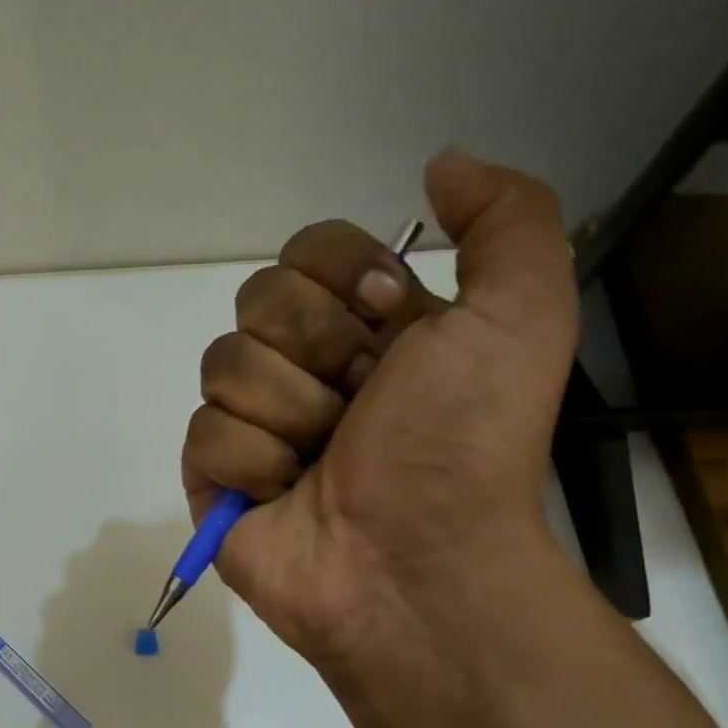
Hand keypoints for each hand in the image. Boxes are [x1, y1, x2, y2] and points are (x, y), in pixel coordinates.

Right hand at [180, 152, 577, 669]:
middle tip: (360, 404)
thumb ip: (507, 218)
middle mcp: (307, 365)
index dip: (342, 276)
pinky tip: (286, 494)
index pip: (307, 247)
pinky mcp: (215, 477)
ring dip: (289, 412)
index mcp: (368, 325)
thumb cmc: (464, 442)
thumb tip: (441, 165)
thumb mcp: (523, 315)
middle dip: (316, 350)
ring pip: (224, 363)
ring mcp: (256, 422)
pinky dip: (253, 465)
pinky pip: (204, 433)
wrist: (416, 562)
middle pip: (257, 298)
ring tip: (325, 460)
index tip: (389, 323)